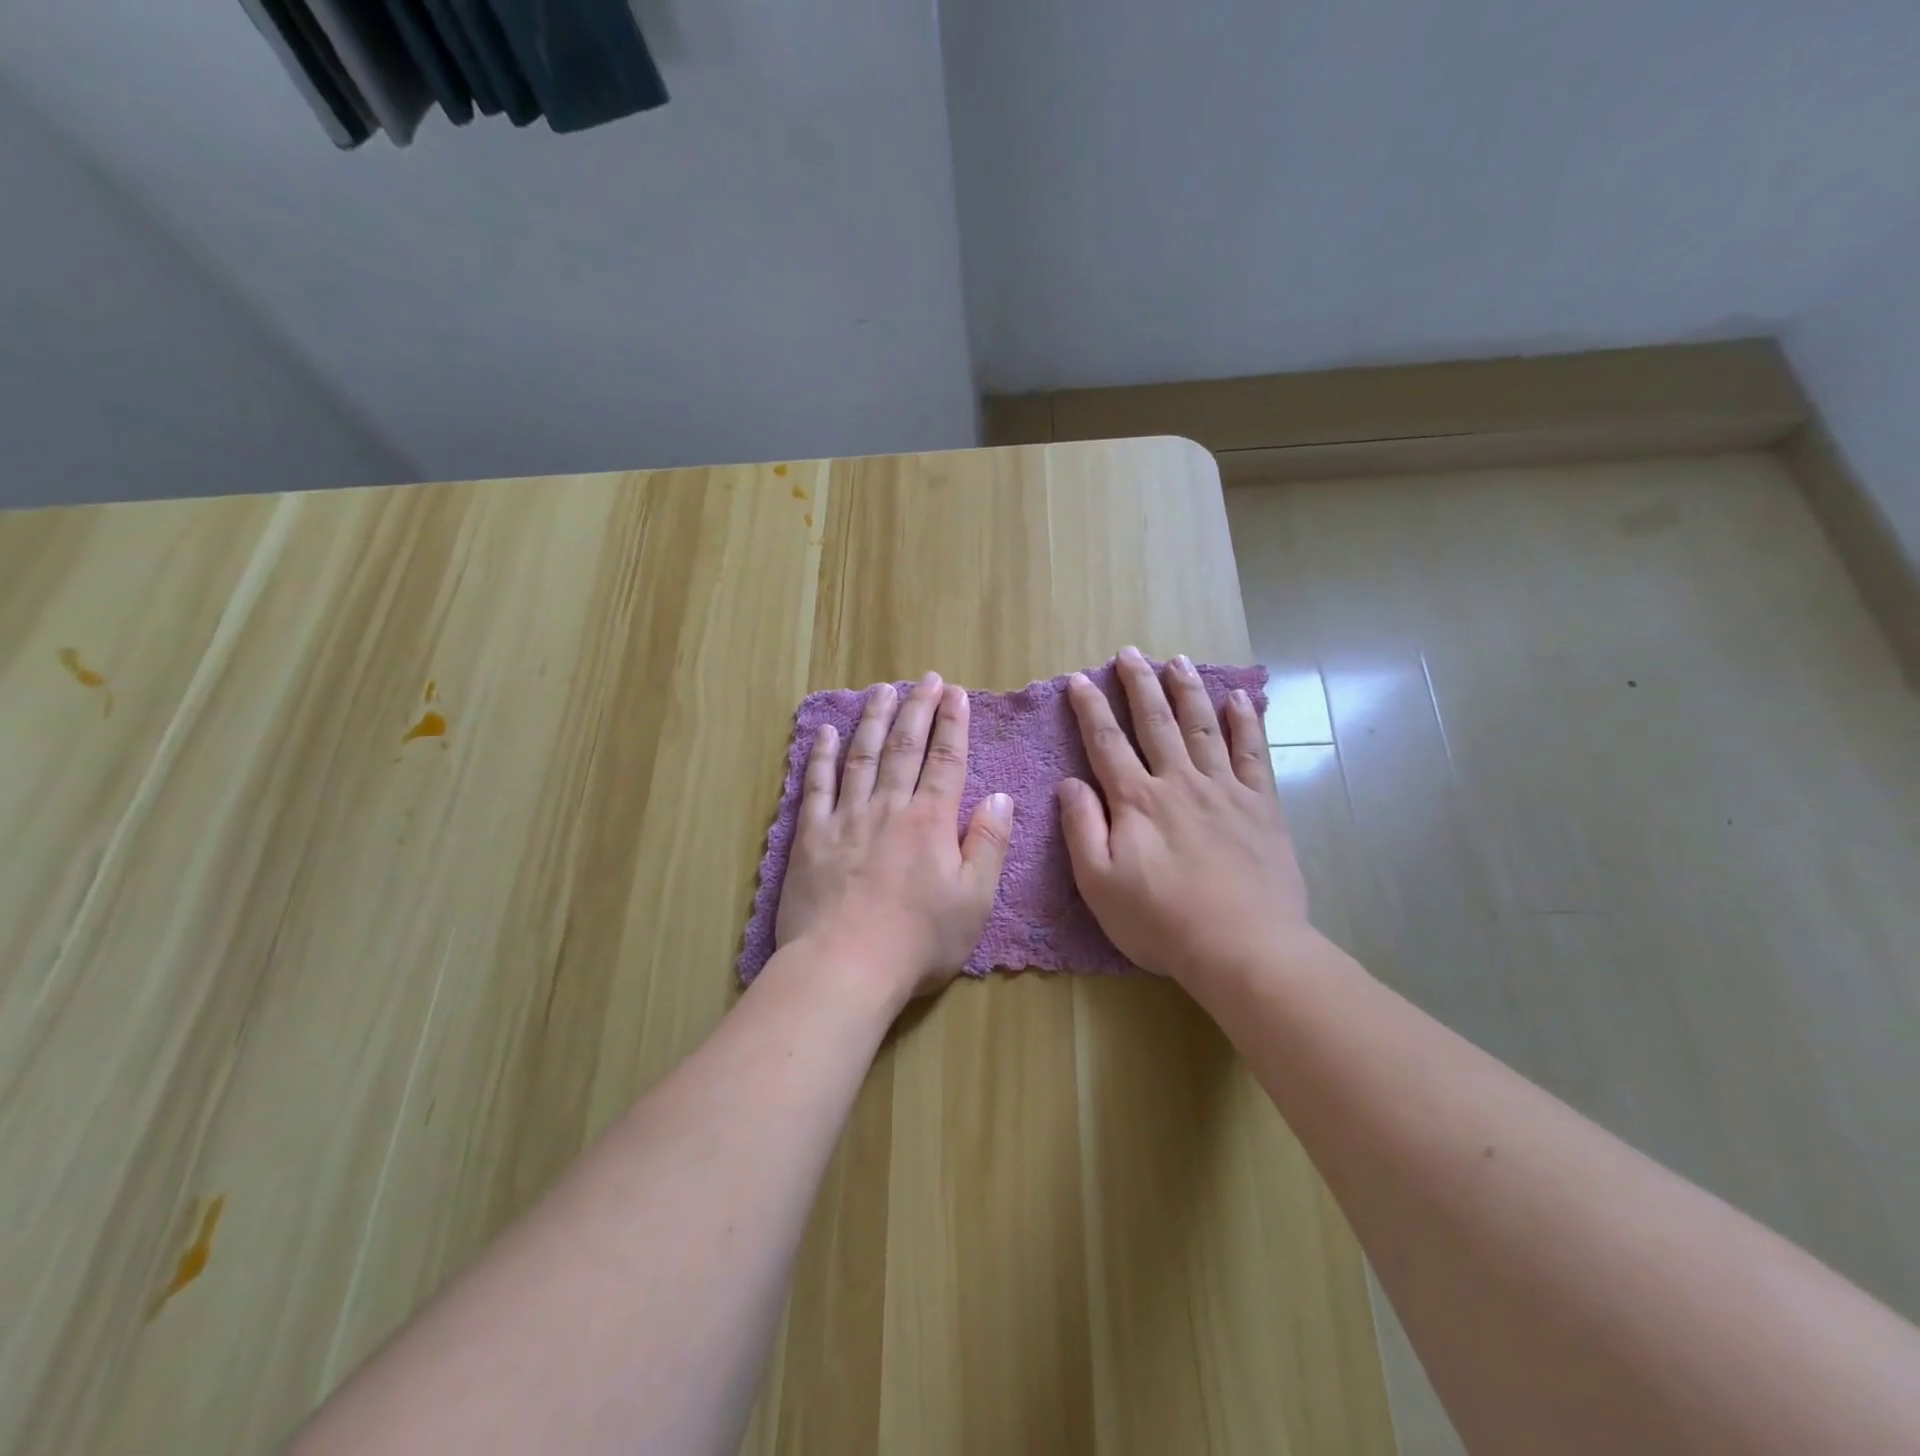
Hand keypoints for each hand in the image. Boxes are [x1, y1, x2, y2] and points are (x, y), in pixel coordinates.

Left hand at [775, 672, 1013, 1003]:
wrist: (845, 967)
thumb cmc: (918, 941)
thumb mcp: (974, 900)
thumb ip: (988, 844)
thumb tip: (1000, 797)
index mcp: (930, 821)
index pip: (947, 760)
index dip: (954, 724)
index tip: (957, 694)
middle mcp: (888, 807)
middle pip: (905, 747)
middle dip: (918, 709)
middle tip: (926, 679)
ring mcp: (845, 817)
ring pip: (862, 756)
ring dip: (873, 719)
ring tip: (882, 690)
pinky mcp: (810, 836)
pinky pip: (816, 785)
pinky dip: (821, 756)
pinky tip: (825, 732)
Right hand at [1057, 647, 1310, 981]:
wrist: (1242, 947)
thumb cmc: (1160, 921)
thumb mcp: (1099, 883)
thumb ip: (1081, 828)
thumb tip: (1069, 783)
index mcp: (1136, 801)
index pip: (1107, 742)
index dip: (1091, 709)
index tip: (1080, 679)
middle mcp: (1178, 782)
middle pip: (1156, 722)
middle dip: (1140, 684)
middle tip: (1130, 653)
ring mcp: (1224, 790)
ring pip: (1202, 727)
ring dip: (1187, 691)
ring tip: (1177, 660)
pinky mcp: (1261, 805)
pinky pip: (1252, 753)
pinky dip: (1246, 723)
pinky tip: (1240, 699)